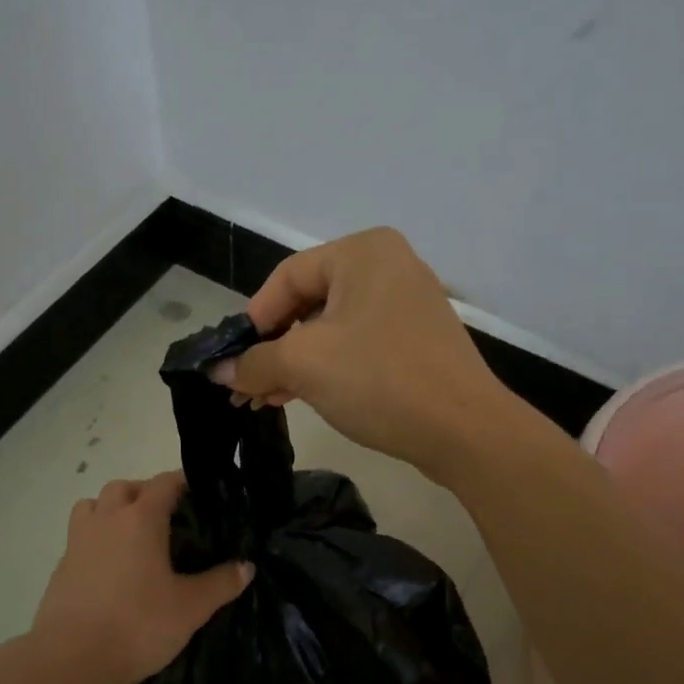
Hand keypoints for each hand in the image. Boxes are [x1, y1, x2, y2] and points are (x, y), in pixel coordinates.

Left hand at [28, 472, 252, 683]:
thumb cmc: (136, 625)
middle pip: (124, 487)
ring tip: (133, 535)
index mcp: (140, 519)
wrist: (69, 660)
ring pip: (93, 506)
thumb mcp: (190, 608)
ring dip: (112, 510)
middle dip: (146, 492)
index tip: (202, 492)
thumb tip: (246, 567)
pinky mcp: (61, 568)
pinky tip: (111, 568)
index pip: (164, 483)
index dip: (184, 482)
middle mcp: (106, 520)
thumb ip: (220, 583)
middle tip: (168, 516)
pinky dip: (96, 540)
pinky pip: (80, 537)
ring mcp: (78, 542)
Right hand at [208, 228, 513, 475]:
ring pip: (332, 328)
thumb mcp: (305, 365)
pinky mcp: (416, 340)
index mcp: (363, 252)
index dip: (254, 319)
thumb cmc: (380, 380)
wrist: (465, 431)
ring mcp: (407, 304)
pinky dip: (328, 368)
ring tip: (268, 399)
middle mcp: (388, 267)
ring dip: (296, 363)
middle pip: (309, 302)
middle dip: (274, 347)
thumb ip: (254, 362)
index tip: (234, 360)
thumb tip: (218, 371)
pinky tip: (303, 397)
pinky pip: (358, 345)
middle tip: (247, 385)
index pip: (287, 276)